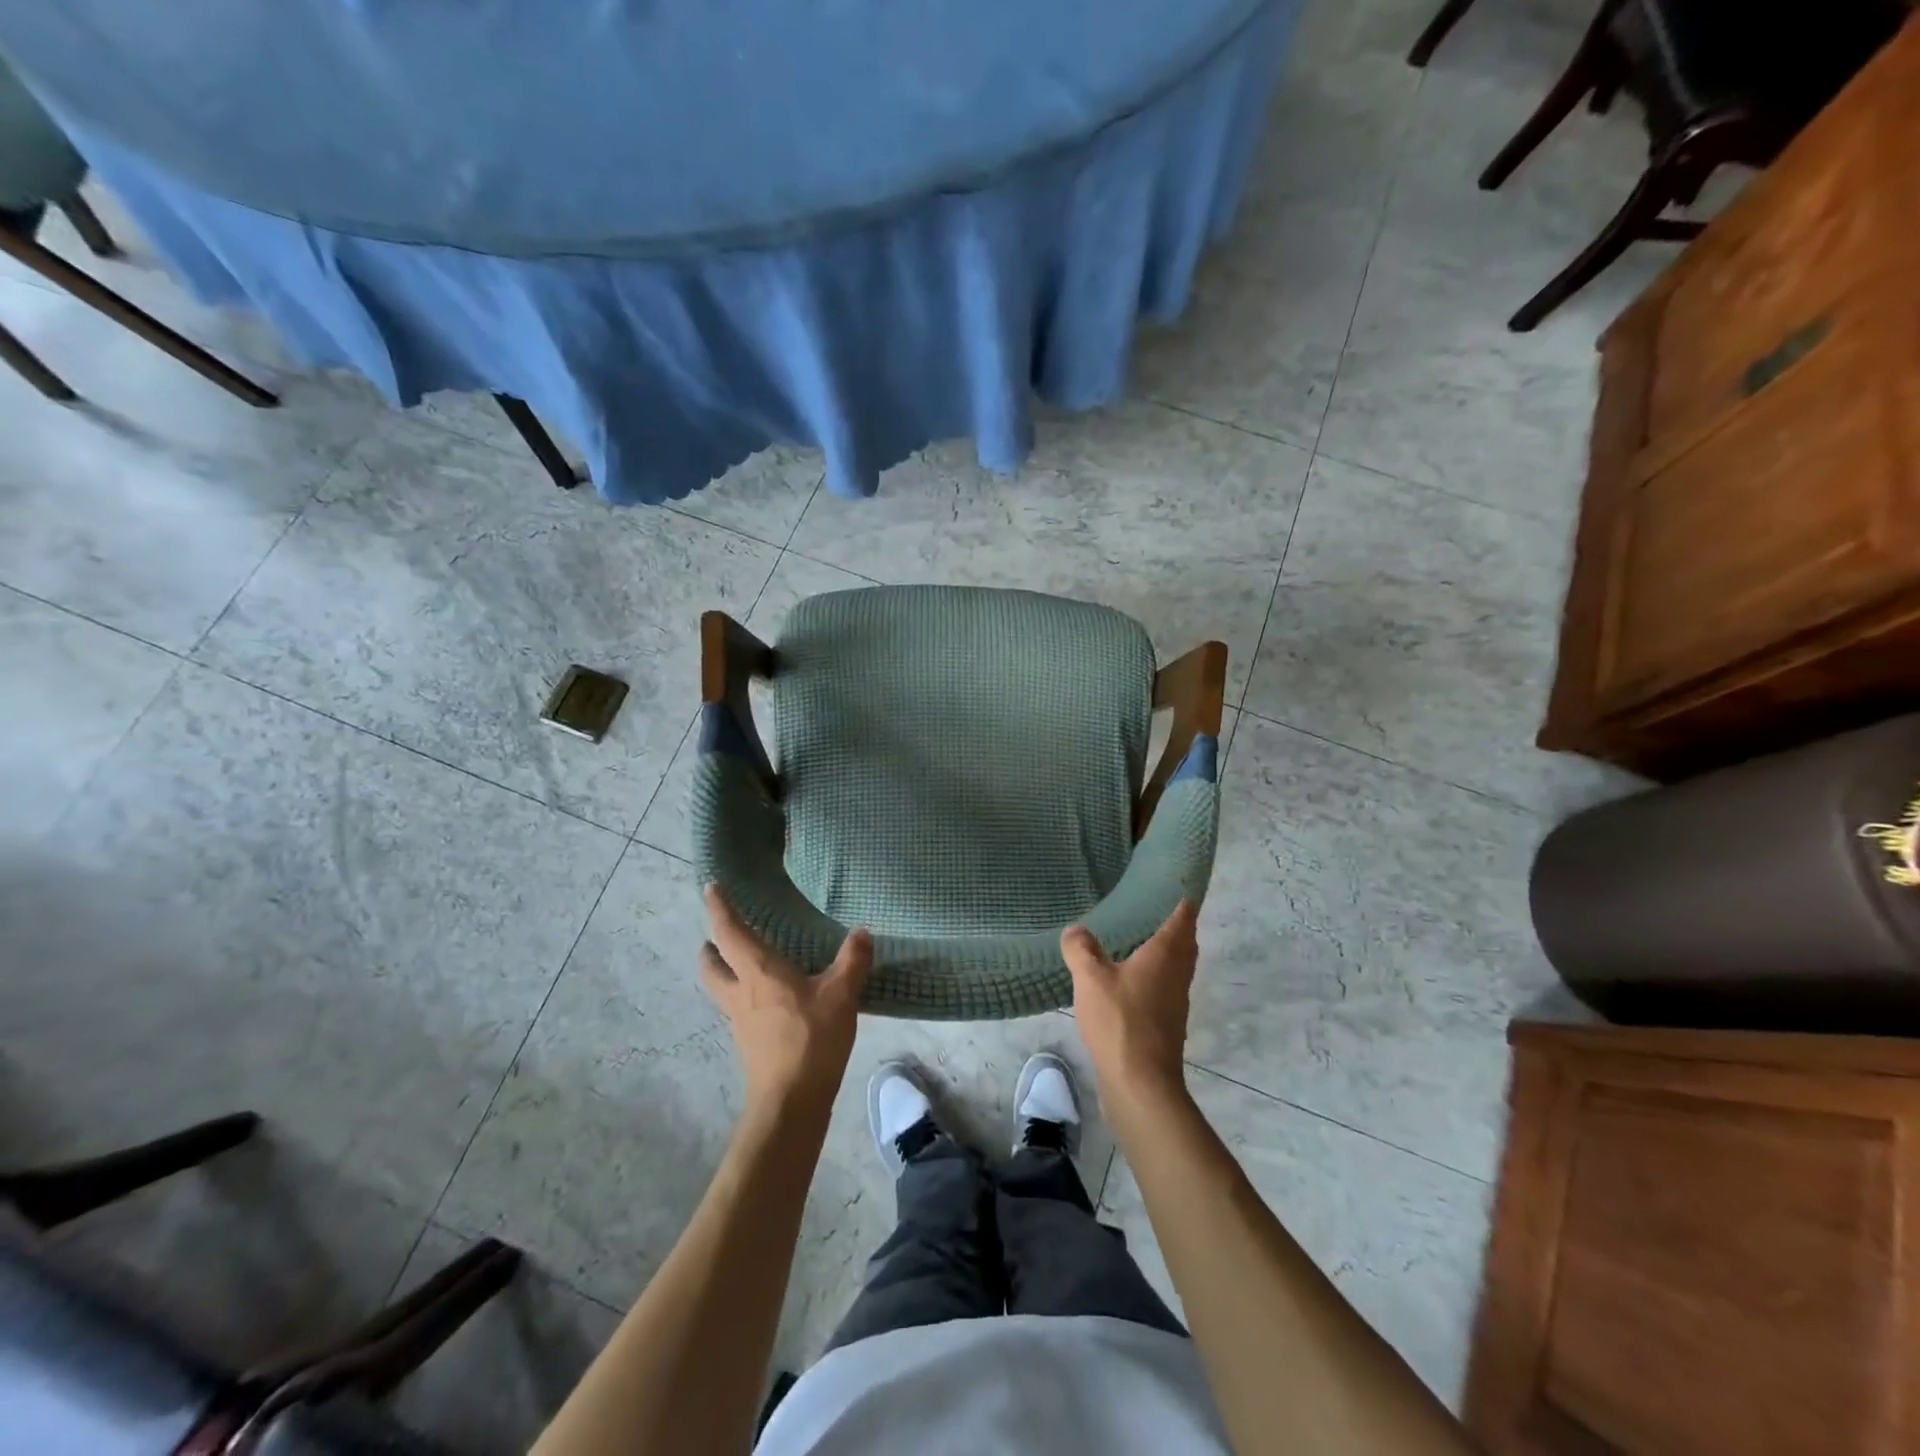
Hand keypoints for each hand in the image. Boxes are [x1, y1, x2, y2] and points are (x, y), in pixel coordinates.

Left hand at [700, 884, 871, 1109]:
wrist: (791, 1101)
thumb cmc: (812, 1038)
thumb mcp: (841, 994)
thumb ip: (852, 960)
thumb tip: (862, 932)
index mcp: (758, 971)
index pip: (730, 932)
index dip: (719, 908)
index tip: (711, 887)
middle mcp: (741, 992)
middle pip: (712, 964)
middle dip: (712, 946)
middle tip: (719, 935)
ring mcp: (741, 1020)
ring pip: (721, 988)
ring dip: (724, 971)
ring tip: (743, 964)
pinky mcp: (749, 1042)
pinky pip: (738, 1008)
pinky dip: (744, 995)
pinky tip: (769, 1000)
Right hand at [1062, 900, 1198, 1107]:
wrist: (1141, 1083)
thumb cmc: (1120, 1021)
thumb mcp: (1091, 978)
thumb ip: (1081, 949)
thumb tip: (1076, 930)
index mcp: (1165, 954)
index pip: (1182, 919)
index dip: (1183, 902)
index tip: (1181, 887)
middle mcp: (1177, 975)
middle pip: (1185, 944)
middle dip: (1177, 928)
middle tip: (1158, 912)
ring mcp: (1176, 1003)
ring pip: (1177, 968)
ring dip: (1167, 954)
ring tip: (1142, 943)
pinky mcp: (1167, 1026)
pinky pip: (1165, 989)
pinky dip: (1155, 977)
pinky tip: (1131, 983)